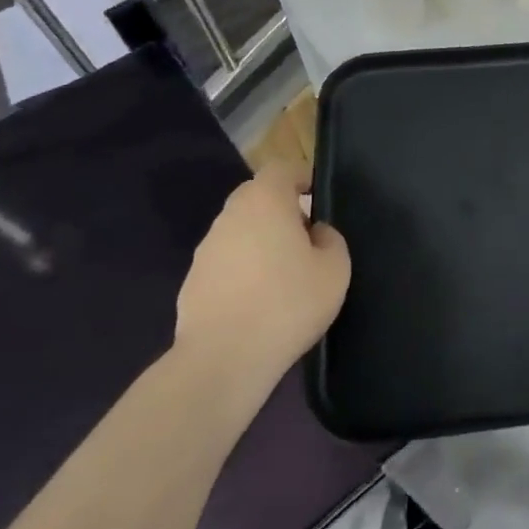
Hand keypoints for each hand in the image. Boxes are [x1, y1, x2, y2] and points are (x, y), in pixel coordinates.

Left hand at [175, 160, 350, 389]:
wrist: (222, 361)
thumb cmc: (287, 304)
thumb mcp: (335, 269)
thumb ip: (331, 239)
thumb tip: (315, 233)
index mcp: (265, 202)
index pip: (280, 168)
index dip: (300, 176)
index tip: (316, 197)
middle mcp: (230, 216)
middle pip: (256, 196)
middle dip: (280, 208)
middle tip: (304, 237)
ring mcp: (206, 249)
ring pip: (239, 229)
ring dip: (260, 239)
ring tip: (283, 274)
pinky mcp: (192, 281)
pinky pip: (225, 261)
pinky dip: (242, 269)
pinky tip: (258, 301)